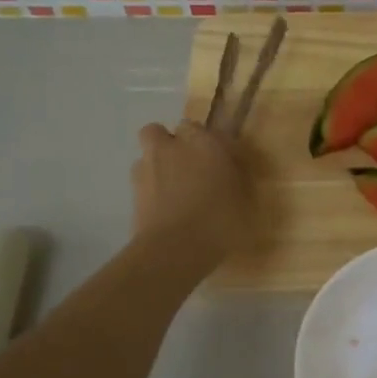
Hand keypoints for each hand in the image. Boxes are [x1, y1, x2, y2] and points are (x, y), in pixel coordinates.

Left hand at [131, 120, 256, 266]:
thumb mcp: (244, 202)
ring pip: (147, 154)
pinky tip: (162, 207)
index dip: (206, 142)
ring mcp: (147, 168)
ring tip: (171, 188)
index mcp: (205, 144)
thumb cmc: (220, 222)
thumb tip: (229, 176)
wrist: (175, 249)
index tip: (216, 160)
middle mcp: (172, 148)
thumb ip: (235, 181)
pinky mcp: (132, 192)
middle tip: (186, 166)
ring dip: (156, 164)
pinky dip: (149, 188)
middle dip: (170, 144)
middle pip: (159, 132)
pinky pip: (140, 180)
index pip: (200, 128)